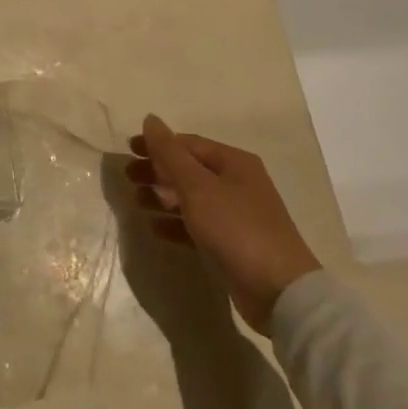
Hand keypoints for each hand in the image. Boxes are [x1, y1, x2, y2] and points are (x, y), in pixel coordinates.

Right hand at [127, 115, 320, 333]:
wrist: (278, 290)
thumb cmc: (236, 228)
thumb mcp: (198, 187)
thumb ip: (170, 153)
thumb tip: (150, 118)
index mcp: (234, 162)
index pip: (189, 144)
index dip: (158, 144)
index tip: (128, 151)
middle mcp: (237, 183)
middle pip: (189, 170)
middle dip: (157, 171)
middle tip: (128, 177)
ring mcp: (236, 215)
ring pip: (191, 198)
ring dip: (162, 196)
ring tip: (135, 201)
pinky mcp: (231, 244)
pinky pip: (196, 226)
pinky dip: (175, 223)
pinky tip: (154, 227)